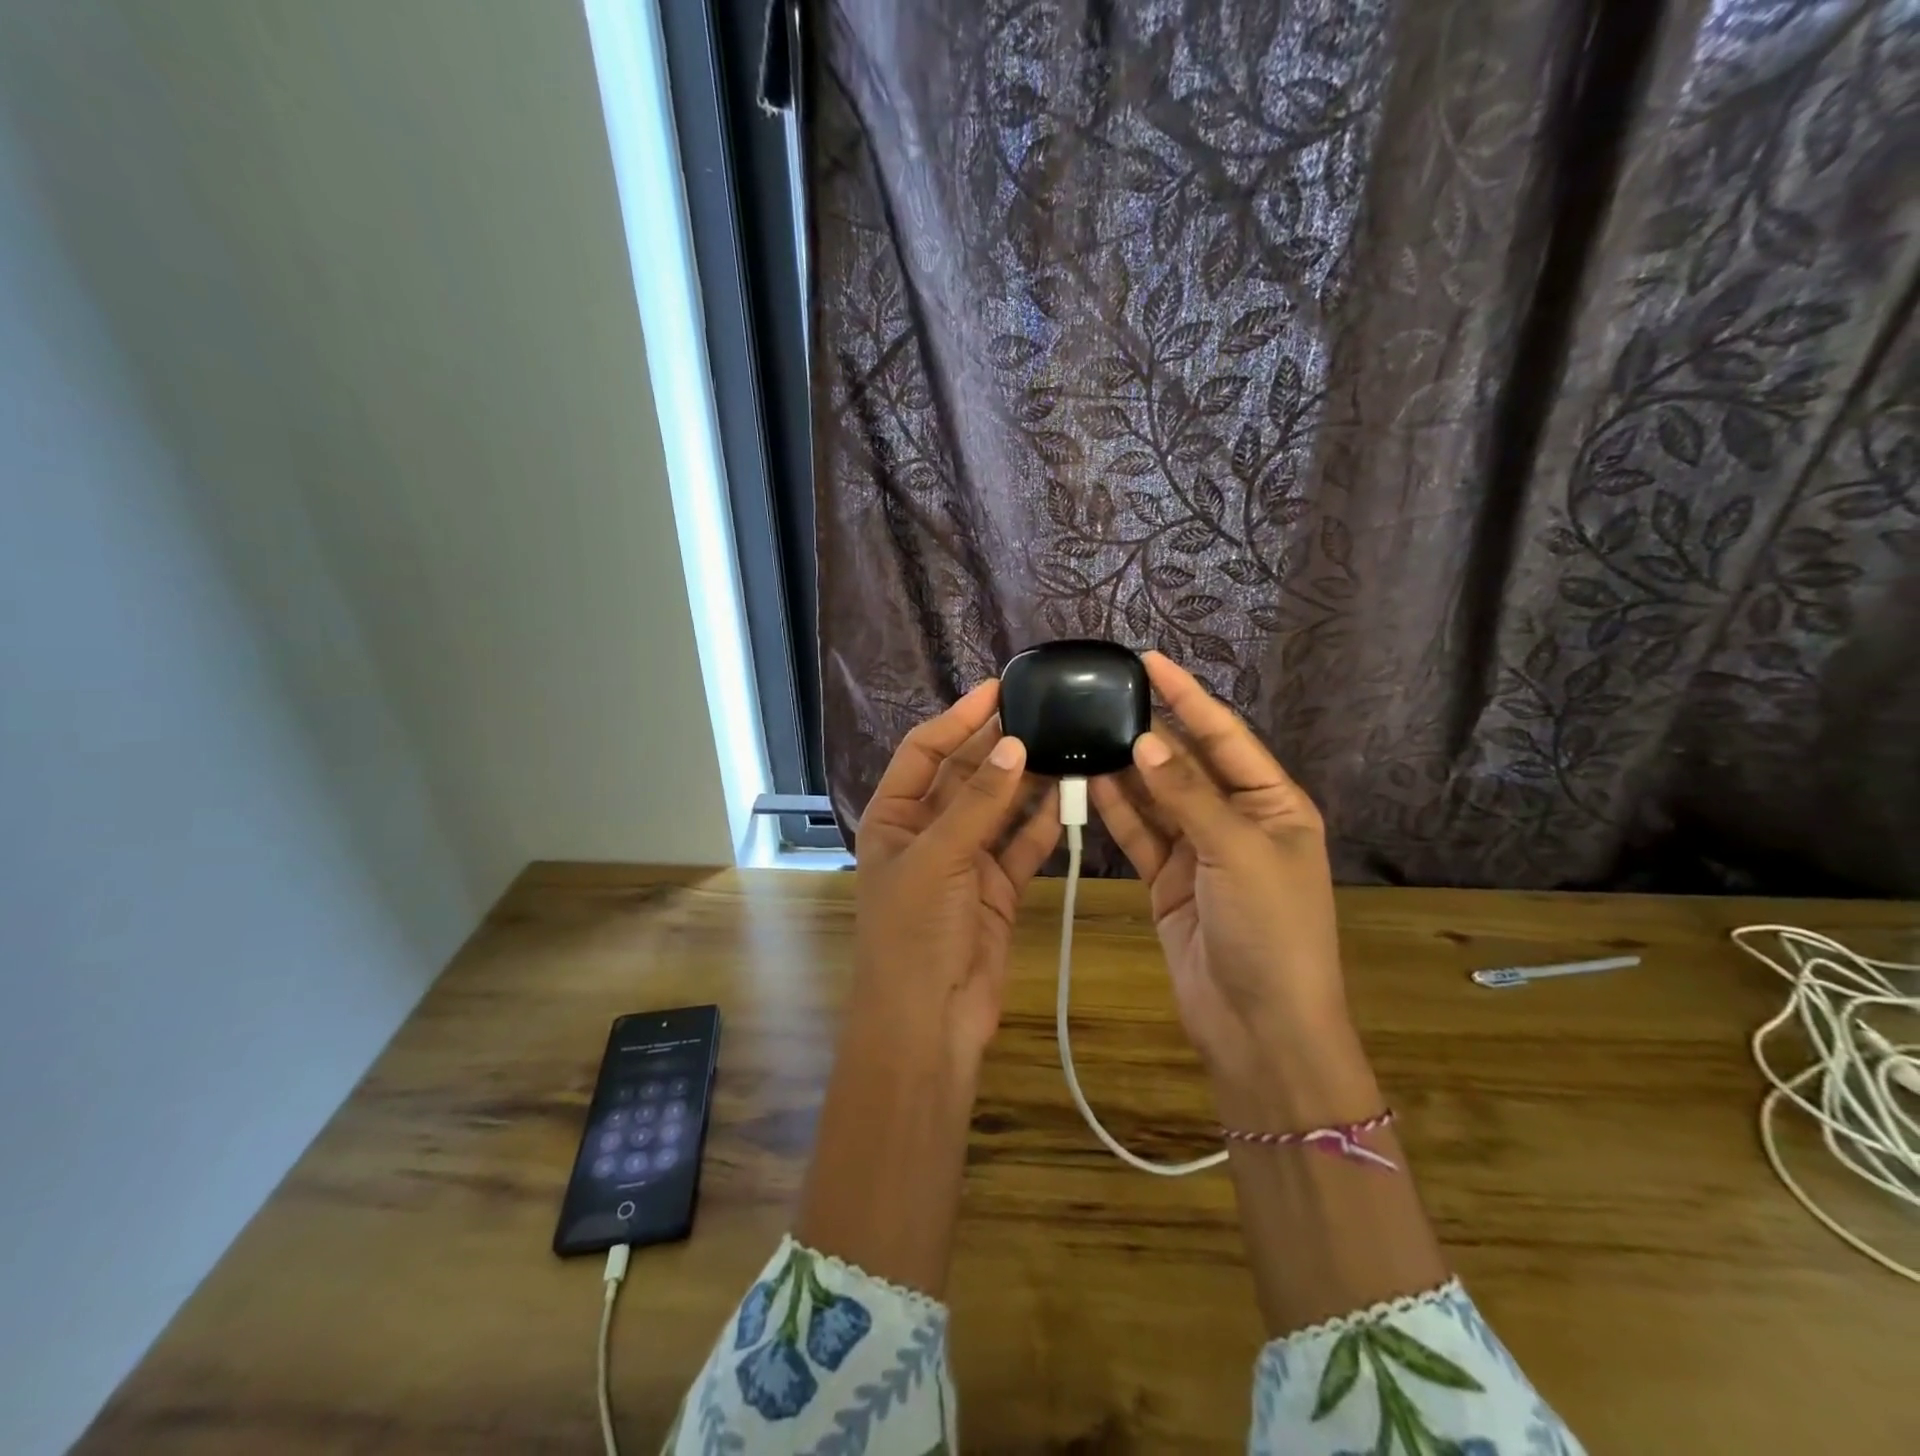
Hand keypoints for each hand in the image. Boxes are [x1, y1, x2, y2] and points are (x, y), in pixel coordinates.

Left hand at [852, 679, 1060, 1072]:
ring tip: (1065, 745)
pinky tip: (1071, 797)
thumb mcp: (938, 858)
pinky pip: (1023, 846)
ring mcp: (965, 859)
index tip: (997, 690)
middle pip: (966, 776)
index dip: (957, 720)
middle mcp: (928, 831)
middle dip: (999, 747)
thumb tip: (1013, 744)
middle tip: (1043, 713)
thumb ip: (978, 803)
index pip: (924, 752)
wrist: (929, 1021)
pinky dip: (1044, 824)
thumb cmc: (914, 932)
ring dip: (1028, 782)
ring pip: (1000, 808)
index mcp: (894, 817)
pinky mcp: (998, 888)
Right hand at [1089, 653, 1351, 1092]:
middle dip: (1150, 731)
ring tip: (1085, 730)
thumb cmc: (1270, 930)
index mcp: (1273, 804)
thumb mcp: (1237, 853)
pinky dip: (1115, 809)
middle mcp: (1236, 819)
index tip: (1150, 661)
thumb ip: (1188, 795)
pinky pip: (1139, 832)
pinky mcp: (1166, 879)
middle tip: (1103, 695)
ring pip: (1156, 797)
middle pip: (1187, 763)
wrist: (1258, 1026)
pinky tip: (1087, 780)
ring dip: (1125, 769)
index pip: (1225, 736)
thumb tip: (1144, 740)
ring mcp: (1198, 850)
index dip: (1188, 698)